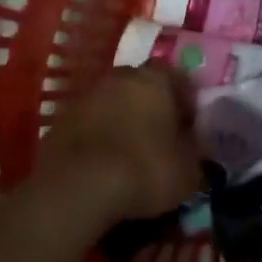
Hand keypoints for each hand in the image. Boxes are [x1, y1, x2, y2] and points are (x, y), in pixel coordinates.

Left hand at [38, 66, 203, 224]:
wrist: (76, 186)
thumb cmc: (143, 170)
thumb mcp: (186, 172)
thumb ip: (197, 155)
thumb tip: (198, 149)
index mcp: (156, 79)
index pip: (179, 79)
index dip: (186, 104)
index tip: (189, 130)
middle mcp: (123, 75)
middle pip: (143, 86)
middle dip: (152, 109)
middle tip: (159, 141)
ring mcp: (89, 94)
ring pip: (114, 102)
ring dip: (123, 121)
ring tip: (129, 155)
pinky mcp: (62, 117)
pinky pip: (90, 122)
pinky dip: (98, 137)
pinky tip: (102, 164)